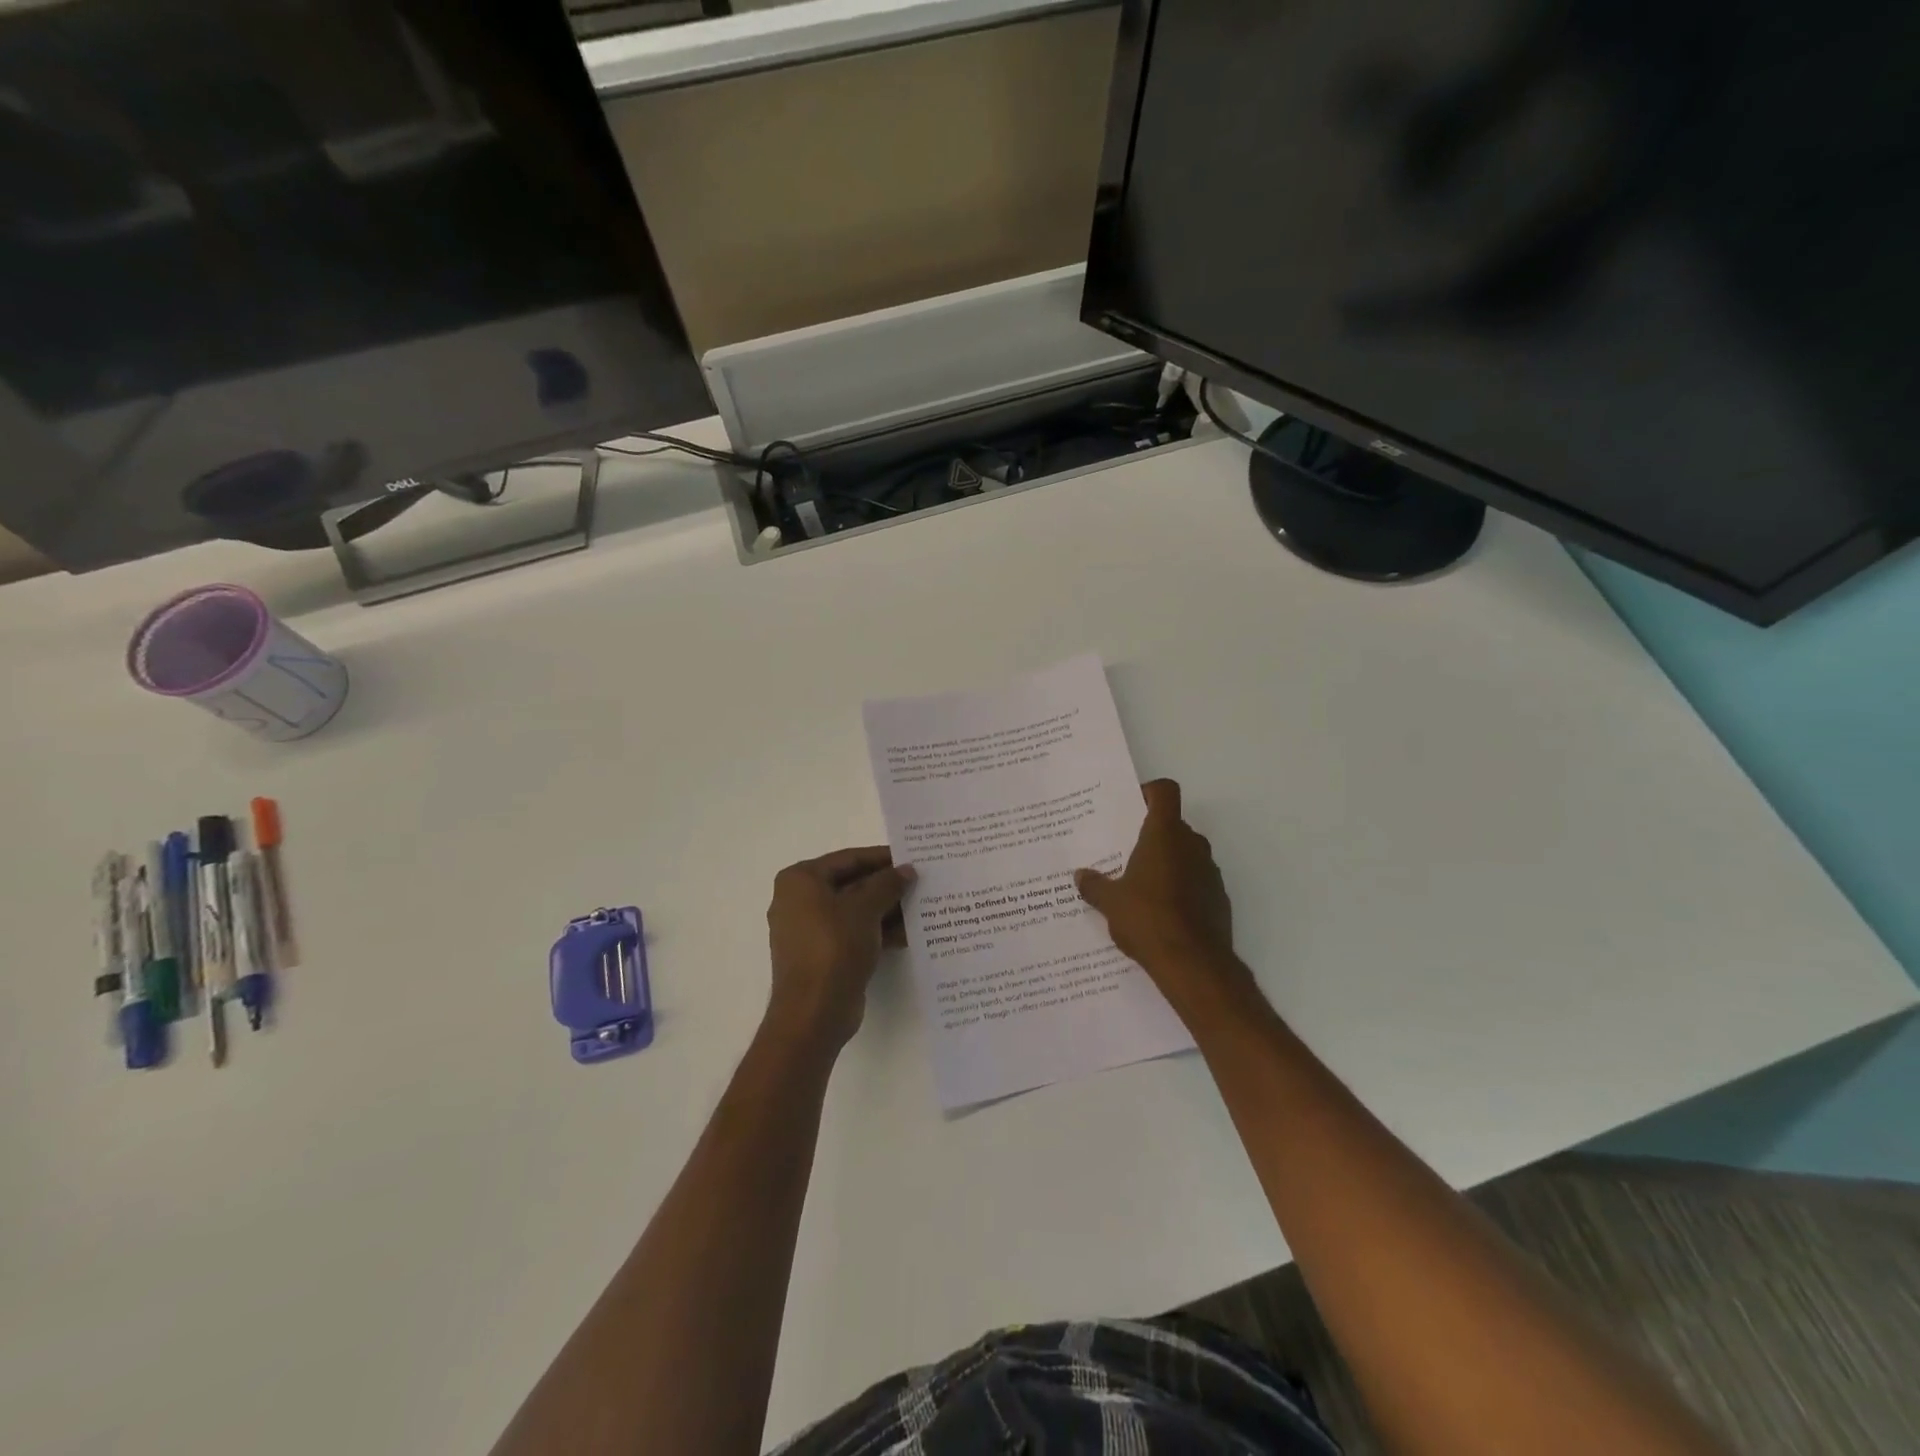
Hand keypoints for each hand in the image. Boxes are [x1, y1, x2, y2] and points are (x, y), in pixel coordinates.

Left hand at [765, 846, 915, 1051]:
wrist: (814, 1012)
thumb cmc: (834, 947)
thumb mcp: (865, 908)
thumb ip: (887, 884)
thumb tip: (906, 870)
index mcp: (800, 880)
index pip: (848, 859)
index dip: (881, 857)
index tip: (911, 858)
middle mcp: (799, 901)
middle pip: (851, 884)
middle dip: (886, 886)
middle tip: (921, 882)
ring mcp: (810, 931)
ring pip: (855, 911)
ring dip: (887, 910)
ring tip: (922, 906)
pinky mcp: (823, 955)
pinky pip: (854, 934)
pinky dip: (878, 932)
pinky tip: (910, 933)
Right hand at [1076, 780, 1251, 1014]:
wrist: (1193, 963)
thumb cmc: (1147, 918)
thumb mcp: (1110, 902)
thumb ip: (1094, 885)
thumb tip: (1080, 876)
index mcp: (1164, 835)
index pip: (1165, 792)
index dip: (1149, 792)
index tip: (1132, 806)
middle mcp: (1191, 845)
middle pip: (1174, 825)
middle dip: (1152, 835)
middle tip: (1126, 853)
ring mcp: (1210, 872)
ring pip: (1186, 854)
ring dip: (1168, 863)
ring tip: (1141, 886)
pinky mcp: (1219, 899)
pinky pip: (1197, 882)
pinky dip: (1181, 888)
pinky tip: (1161, 913)